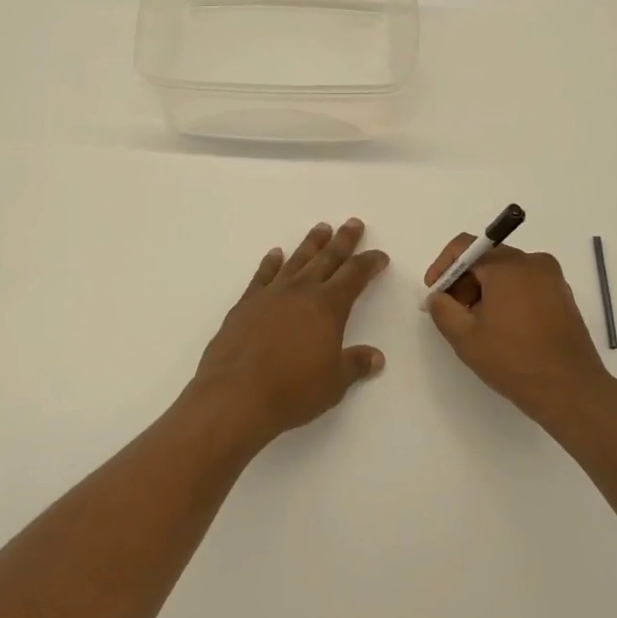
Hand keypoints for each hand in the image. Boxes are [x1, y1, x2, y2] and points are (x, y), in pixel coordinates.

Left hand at [191, 219, 390, 446]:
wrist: (236, 394)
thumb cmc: (292, 390)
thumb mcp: (333, 383)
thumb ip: (355, 365)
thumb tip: (376, 357)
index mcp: (328, 306)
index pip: (355, 275)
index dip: (370, 263)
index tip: (380, 256)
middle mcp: (301, 291)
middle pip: (327, 258)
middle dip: (343, 240)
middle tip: (353, 223)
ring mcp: (271, 294)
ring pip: (297, 259)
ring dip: (311, 243)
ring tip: (322, 228)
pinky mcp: (246, 303)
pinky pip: (263, 275)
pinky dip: (271, 262)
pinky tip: (276, 254)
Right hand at [424, 234, 611, 425]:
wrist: (571, 391)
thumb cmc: (514, 360)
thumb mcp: (465, 337)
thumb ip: (442, 309)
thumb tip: (438, 297)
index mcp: (508, 265)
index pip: (465, 247)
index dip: (443, 266)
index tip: (434, 293)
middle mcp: (533, 263)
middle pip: (487, 259)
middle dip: (464, 282)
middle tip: (453, 312)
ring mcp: (552, 279)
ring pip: (507, 273)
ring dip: (485, 291)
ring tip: (477, 325)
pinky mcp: (563, 297)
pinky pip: (526, 285)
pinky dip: (508, 297)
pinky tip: (502, 328)